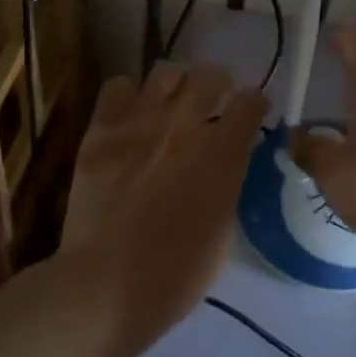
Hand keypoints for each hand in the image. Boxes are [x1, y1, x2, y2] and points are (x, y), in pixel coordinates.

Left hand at [61, 63, 266, 356]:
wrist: (107, 285)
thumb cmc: (176, 274)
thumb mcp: (223, 229)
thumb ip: (225, 184)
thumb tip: (220, 165)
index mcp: (223, 154)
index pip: (250, 102)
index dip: (254, 103)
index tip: (251, 110)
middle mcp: (185, 125)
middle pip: (210, 74)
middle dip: (218, 82)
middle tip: (213, 97)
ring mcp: (139, 123)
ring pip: (165, 71)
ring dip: (176, 82)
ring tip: (170, 100)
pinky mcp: (101, 130)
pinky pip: (117, 86)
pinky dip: (127, 95)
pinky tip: (128, 114)